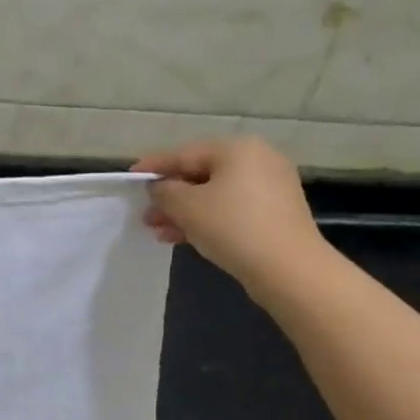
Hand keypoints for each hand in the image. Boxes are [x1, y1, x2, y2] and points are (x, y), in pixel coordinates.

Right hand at [133, 138, 333, 303]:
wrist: (289, 269)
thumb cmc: (233, 227)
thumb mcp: (187, 207)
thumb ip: (165, 191)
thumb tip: (159, 187)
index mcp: (237, 149)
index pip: (185, 153)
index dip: (154, 166)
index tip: (131, 176)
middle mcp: (257, 160)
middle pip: (201, 175)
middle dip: (170, 196)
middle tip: (146, 213)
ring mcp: (270, 188)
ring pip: (215, 195)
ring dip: (184, 212)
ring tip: (158, 231)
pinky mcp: (275, 214)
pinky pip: (231, 210)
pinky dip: (207, 220)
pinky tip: (182, 238)